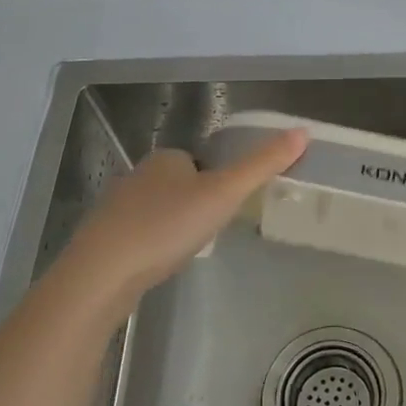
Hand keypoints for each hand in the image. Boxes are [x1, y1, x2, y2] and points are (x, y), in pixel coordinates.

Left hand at [56, 129, 308, 301]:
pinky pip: (138, 234)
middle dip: (195, 203)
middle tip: (211, 231)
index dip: (217, 182)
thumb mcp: (224, 193)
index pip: (199, 161)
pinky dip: (152, 244)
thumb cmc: (167, 227)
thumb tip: (303, 132)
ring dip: (173, 224)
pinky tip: (158, 264)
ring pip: (156, 209)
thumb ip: (262, 164)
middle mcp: (137, 176)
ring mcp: (115, 208)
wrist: (102, 273)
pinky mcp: (103, 238)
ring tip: (186, 250)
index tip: (228, 207)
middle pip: (178, 184)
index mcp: (166, 159)